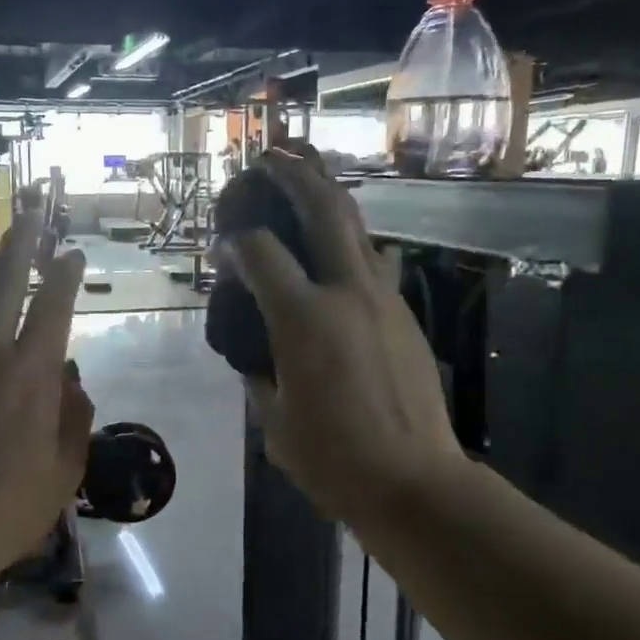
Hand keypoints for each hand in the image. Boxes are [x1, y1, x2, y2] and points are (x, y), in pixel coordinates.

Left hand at [0, 213, 94, 574]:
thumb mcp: (66, 468)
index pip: (54, 306)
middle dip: (24, 241)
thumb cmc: (11, 506)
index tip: (72, 254)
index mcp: (33, 374)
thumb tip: (71, 376)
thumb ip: (75, 415)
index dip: (65, 274)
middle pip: (7, 280)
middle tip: (33, 210)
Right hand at [226, 148, 467, 528]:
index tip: (223, 245)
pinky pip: (374, 261)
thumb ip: (258, 376)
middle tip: (271, 157)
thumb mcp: (275, 422)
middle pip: (323, 210)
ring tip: (308, 175)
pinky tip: (337, 244)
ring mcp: (383, 299)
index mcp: (304, 319)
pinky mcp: (405, 315)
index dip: (235, 241)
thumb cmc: (334, 459)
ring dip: (330, 195)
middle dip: (295, 175)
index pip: (261, 253)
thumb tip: (252, 357)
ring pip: (358, 227)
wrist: (415, 482)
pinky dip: (350, 240)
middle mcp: (346, 293)